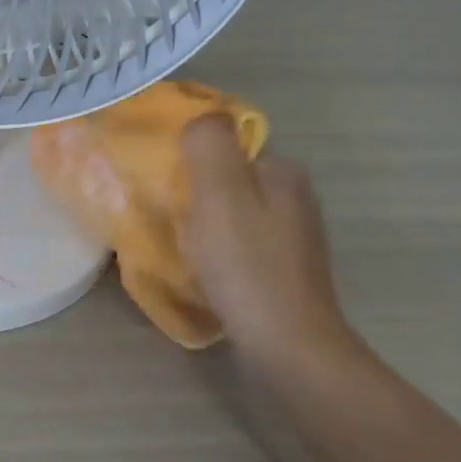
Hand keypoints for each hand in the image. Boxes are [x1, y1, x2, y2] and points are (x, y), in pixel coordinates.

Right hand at [180, 115, 352, 365]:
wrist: (288, 346)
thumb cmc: (246, 265)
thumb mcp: (219, 194)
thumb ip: (209, 145)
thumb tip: (204, 116)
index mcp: (282, 172)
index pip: (231, 144)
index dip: (194, 156)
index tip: (164, 177)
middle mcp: (296, 197)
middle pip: (233, 178)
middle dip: (198, 189)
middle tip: (165, 211)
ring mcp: (296, 237)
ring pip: (237, 212)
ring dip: (206, 220)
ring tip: (179, 241)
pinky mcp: (287, 270)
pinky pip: (243, 243)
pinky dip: (220, 248)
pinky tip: (205, 268)